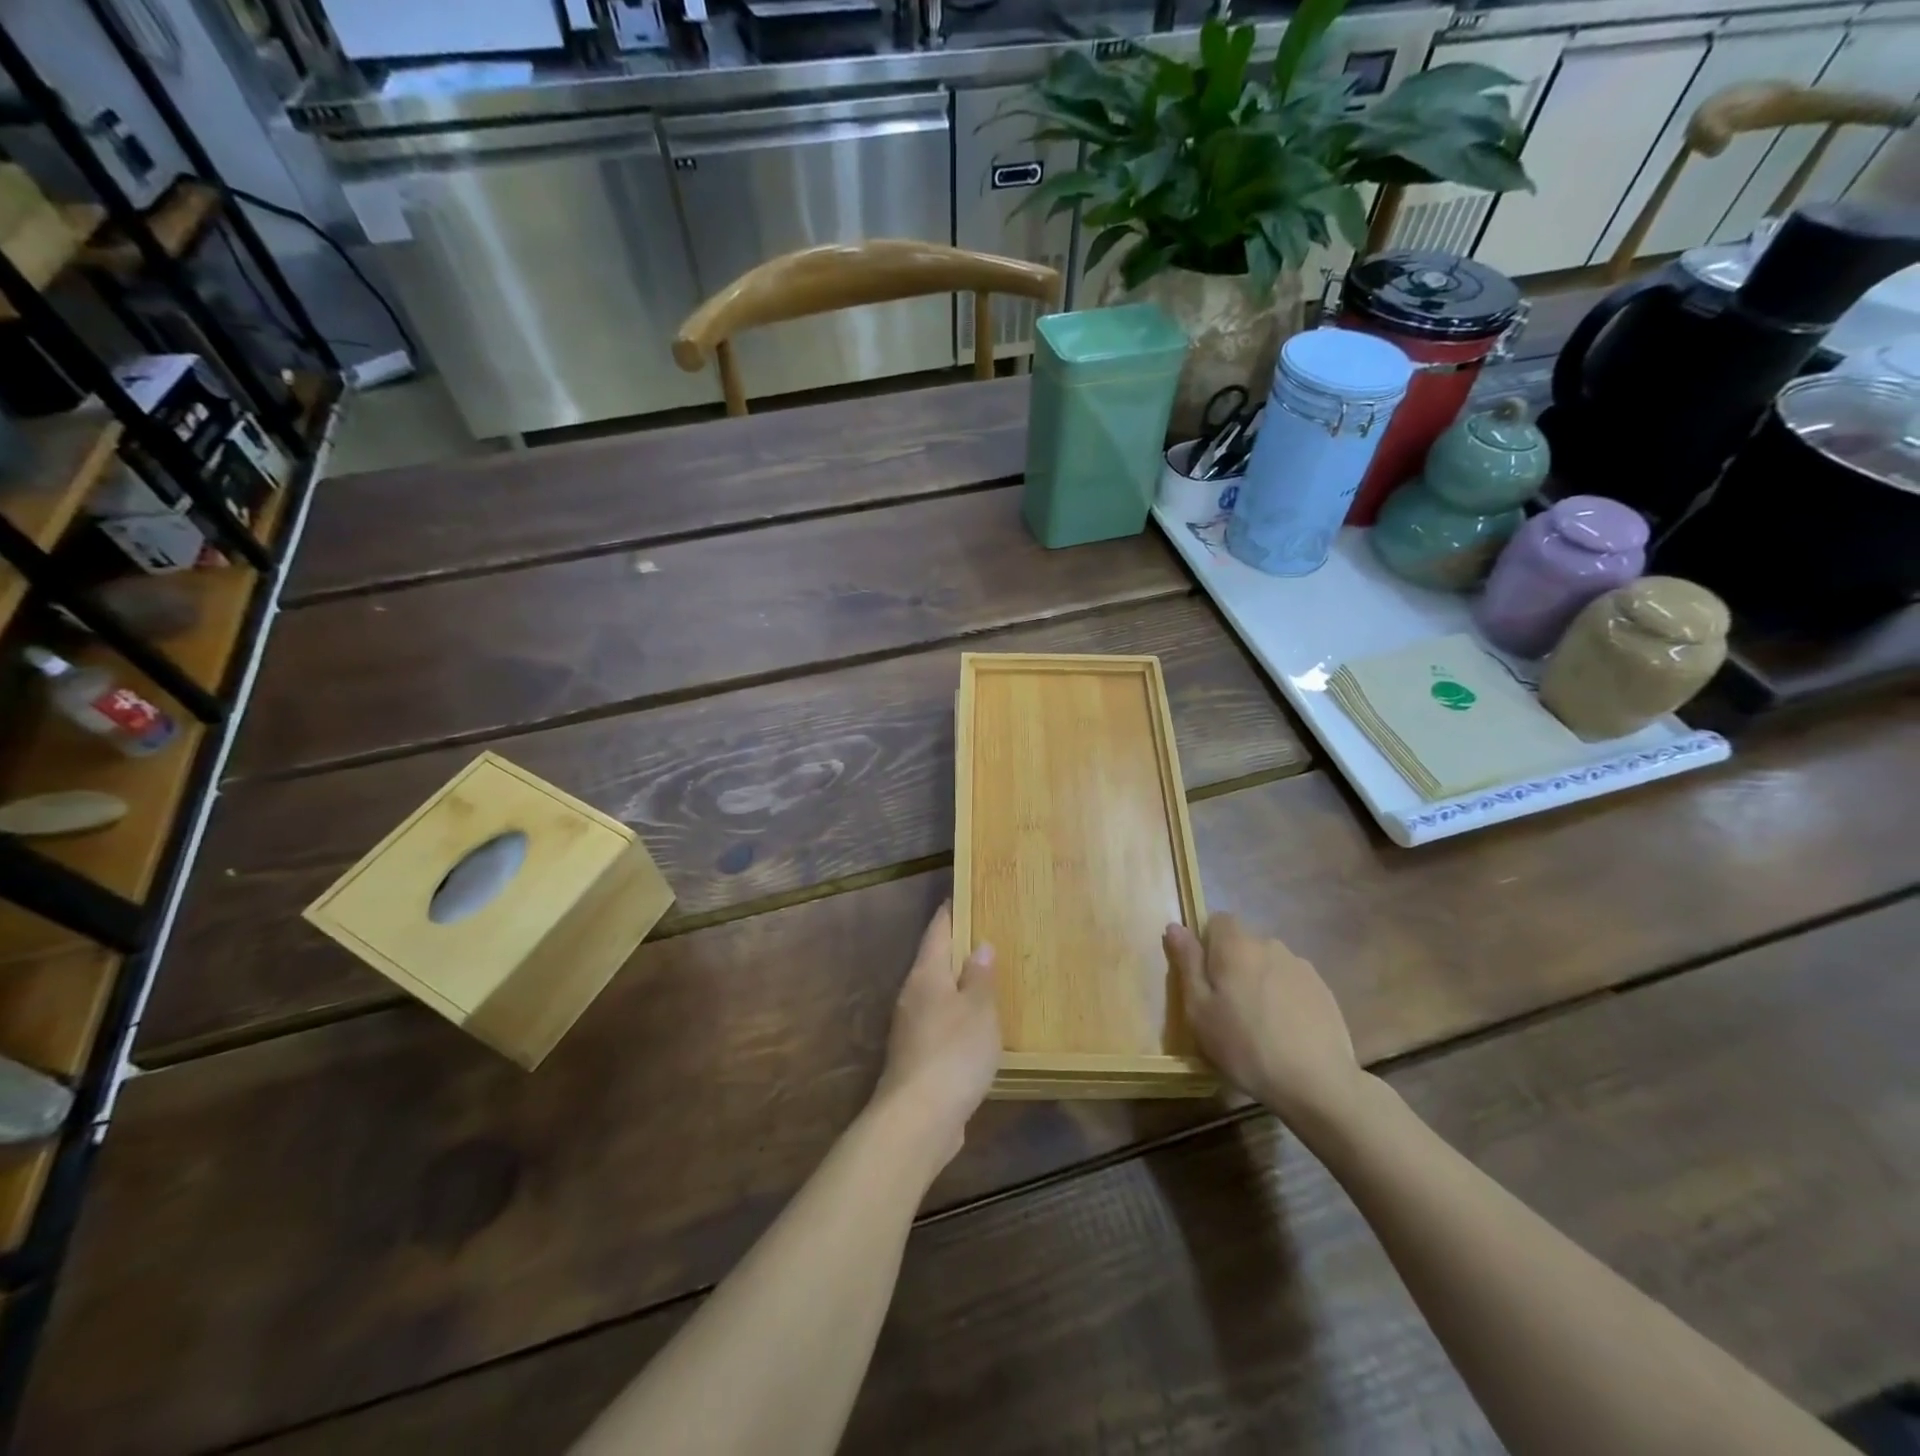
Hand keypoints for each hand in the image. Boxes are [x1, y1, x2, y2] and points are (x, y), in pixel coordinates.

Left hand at [872, 902, 1000, 1166]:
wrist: (918, 1119)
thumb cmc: (952, 1053)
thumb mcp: (978, 1010)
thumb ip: (980, 977)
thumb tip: (980, 945)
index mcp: (926, 975)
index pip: (937, 931)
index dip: (951, 912)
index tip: (966, 895)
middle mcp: (913, 995)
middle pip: (935, 961)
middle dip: (959, 949)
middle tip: (990, 936)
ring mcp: (911, 1029)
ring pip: (938, 995)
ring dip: (960, 986)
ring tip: (989, 980)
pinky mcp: (918, 1058)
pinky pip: (941, 1024)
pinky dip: (959, 1017)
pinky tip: (978, 1027)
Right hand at [1165, 913, 1363, 1133]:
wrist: (1317, 1083)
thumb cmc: (1245, 1046)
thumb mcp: (1199, 1010)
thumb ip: (1187, 963)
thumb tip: (1174, 926)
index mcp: (1236, 946)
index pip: (1217, 920)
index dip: (1207, 943)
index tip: (1206, 978)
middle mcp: (1270, 945)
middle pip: (1244, 942)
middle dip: (1233, 964)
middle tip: (1228, 1006)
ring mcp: (1301, 966)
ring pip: (1269, 963)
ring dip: (1260, 980)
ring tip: (1260, 1022)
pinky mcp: (1323, 989)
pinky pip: (1292, 982)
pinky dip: (1284, 996)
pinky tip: (1286, 1029)